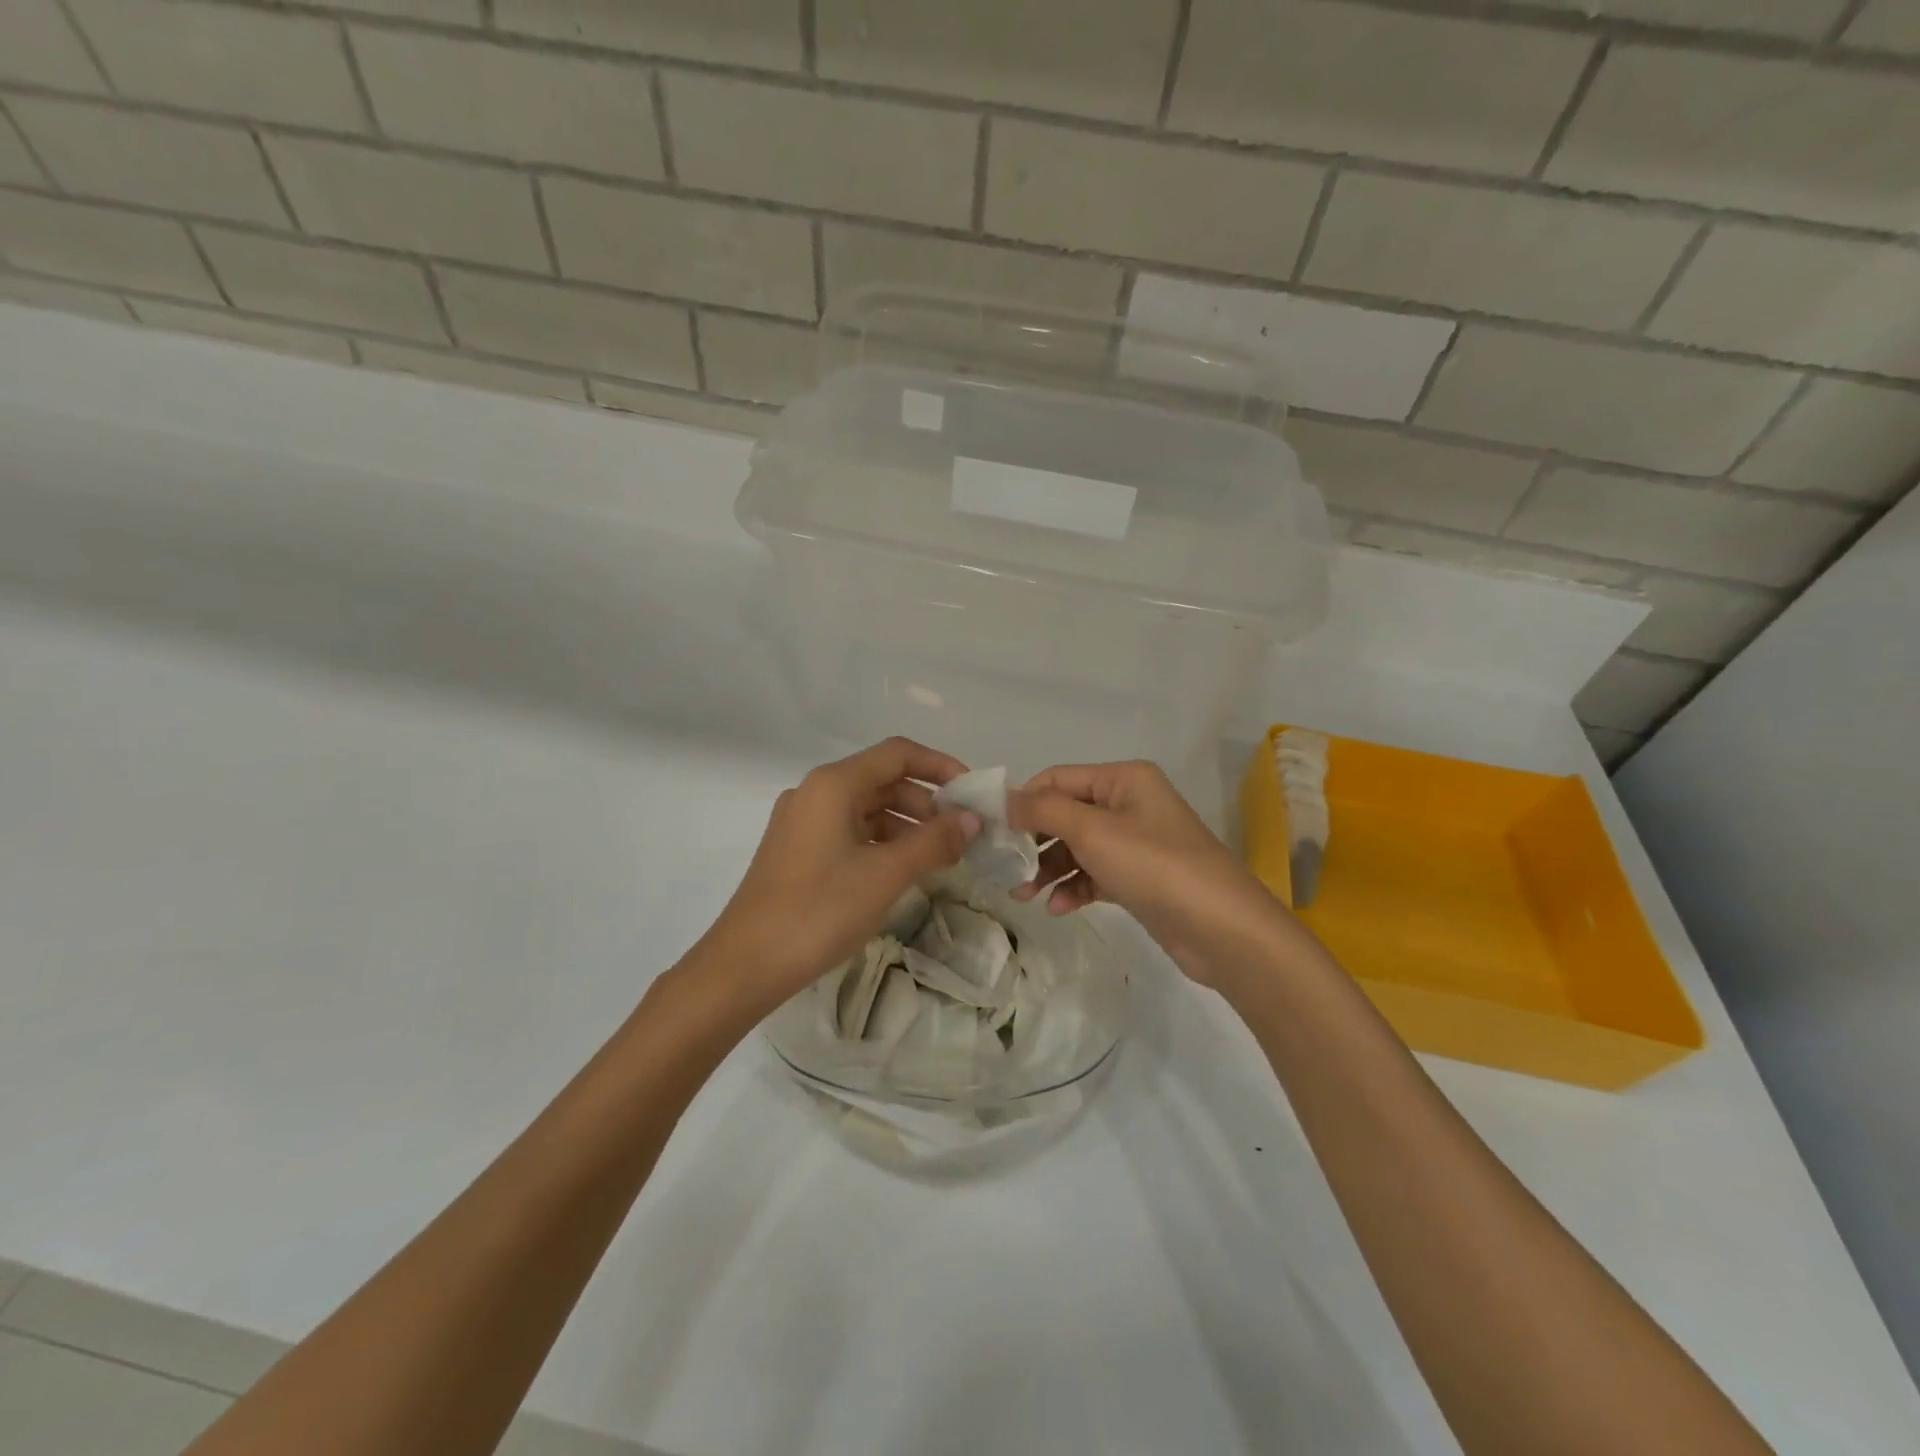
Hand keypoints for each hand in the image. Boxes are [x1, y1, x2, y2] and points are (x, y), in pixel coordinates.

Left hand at [703, 738, 979, 1009]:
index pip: (898, 754)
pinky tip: (902, 870)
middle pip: (882, 779)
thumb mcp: (885, 874)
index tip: (972, 793)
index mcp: (834, 784)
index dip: (940, 766)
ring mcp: (802, 822)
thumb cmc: (820, 910)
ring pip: (866, 808)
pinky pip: (849, 831)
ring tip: (939, 856)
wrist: (745, 965)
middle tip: (961, 833)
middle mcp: (816, 792)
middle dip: (926, 801)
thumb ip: (933, 841)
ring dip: (906, 824)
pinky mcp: (797, 850)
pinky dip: (881, 842)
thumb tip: (971, 820)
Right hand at [1008, 761, 1289, 984]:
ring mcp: (1135, 842)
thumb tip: (1005, 799)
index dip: (1024, 801)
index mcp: (1123, 779)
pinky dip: (1074, 887)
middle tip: (1004, 867)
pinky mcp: (1138, 878)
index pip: (1058, 779)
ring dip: (1049, 869)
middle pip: (1065, 814)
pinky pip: (1094, 874)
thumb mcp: (1092, 830)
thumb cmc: (1154, 865)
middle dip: (1034, 841)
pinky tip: (1059, 908)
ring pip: (1077, 848)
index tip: (992, 830)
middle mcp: (1129, 804)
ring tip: (1024, 895)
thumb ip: (1044, 810)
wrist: (1221, 929)